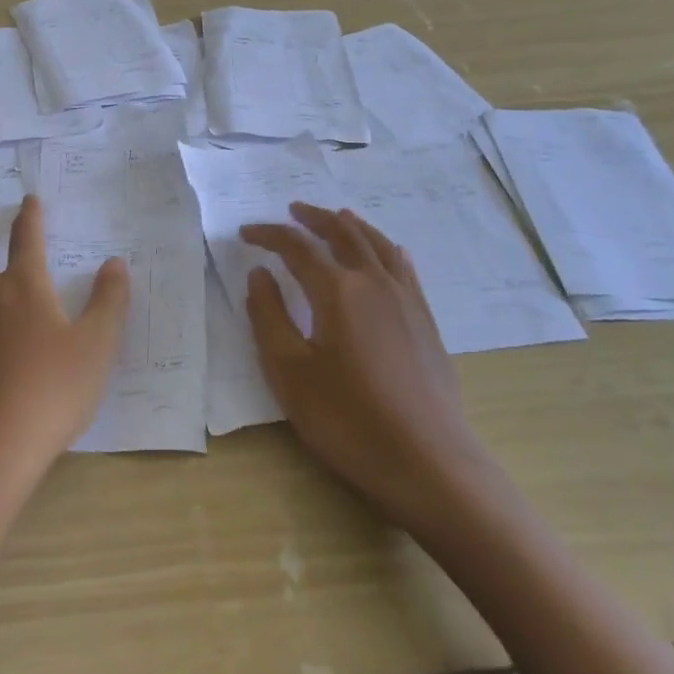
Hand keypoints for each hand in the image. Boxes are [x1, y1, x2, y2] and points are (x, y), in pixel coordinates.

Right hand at [241, 204, 503, 534]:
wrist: (428, 462)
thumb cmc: (347, 419)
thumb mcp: (289, 372)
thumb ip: (269, 316)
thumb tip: (260, 274)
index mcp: (337, 290)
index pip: (296, 247)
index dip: (268, 235)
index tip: (246, 233)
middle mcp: (374, 282)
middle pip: (342, 233)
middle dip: (313, 218)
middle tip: (292, 211)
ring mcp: (406, 299)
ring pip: (377, 243)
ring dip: (350, 225)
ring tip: (335, 217)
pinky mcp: (425, 320)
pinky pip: (403, 267)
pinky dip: (386, 248)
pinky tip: (388, 252)